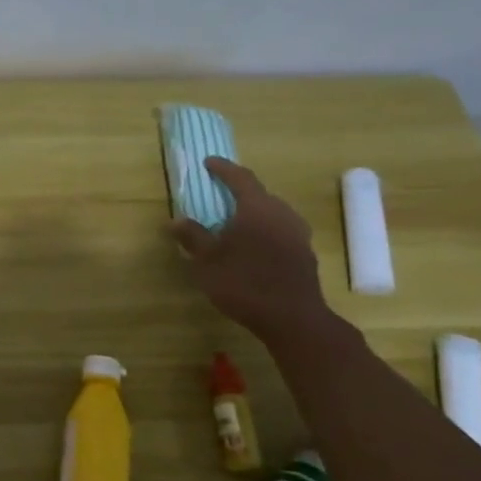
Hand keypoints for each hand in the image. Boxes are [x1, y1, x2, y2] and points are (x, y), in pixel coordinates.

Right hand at [170, 157, 328, 340]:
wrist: (292, 318)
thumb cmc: (243, 282)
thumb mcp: (207, 260)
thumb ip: (192, 236)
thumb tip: (176, 220)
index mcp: (257, 208)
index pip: (240, 178)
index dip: (223, 168)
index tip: (209, 162)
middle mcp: (282, 214)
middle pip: (261, 194)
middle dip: (240, 191)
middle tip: (220, 194)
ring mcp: (298, 235)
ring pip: (273, 213)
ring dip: (254, 212)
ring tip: (236, 221)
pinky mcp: (305, 254)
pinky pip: (282, 231)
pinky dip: (265, 230)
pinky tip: (254, 246)